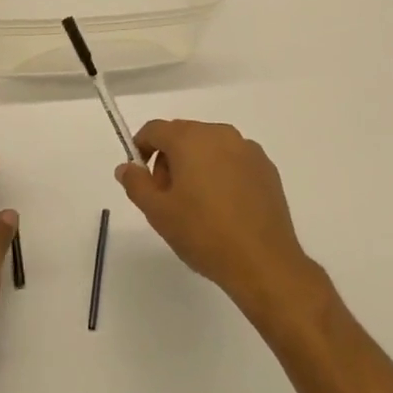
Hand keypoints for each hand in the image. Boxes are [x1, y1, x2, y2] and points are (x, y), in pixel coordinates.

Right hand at [117, 120, 315, 312]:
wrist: (263, 262)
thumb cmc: (203, 233)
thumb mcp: (158, 212)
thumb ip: (136, 183)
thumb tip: (126, 167)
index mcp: (190, 138)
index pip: (155, 129)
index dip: (141, 148)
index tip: (140, 177)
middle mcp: (219, 133)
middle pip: (183, 135)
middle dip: (169, 159)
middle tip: (167, 197)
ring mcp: (247, 149)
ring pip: (209, 147)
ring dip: (196, 165)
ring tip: (197, 205)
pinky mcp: (266, 167)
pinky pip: (233, 160)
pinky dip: (222, 173)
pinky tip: (224, 207)